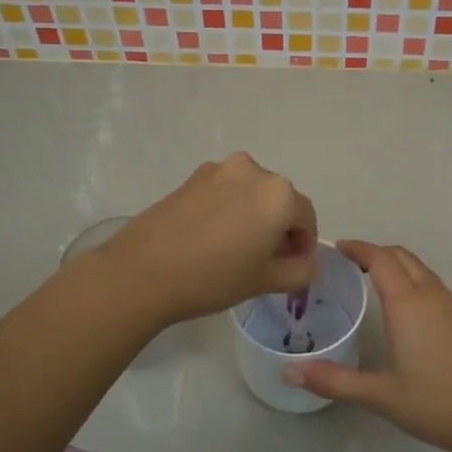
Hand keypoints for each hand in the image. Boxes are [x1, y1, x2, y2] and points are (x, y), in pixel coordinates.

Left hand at [101, 154, 318, 324]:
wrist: (143, 271)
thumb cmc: (213, 277)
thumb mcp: (265, 281)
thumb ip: (300, 270)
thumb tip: (308, 261)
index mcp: (279, 194)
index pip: (306, 217)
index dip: (304, 243)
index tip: (291, 265)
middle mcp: (253, 171)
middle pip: (279, 200)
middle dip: (279, 226)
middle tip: (264, 259)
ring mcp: (219, 170)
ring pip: (250, 193)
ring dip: (253, 215)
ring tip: (234, 248)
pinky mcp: (192, 177)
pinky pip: (224, 191)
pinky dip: (228, 209)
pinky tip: (210, 237)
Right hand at [288, 241, 451, 451]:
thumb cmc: (433, 402)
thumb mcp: (379, 395)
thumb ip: (334, 381)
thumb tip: (290, 372)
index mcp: (408, 304)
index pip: (381, 259)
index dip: (359, 248)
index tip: (339, 248)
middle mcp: (431, 295)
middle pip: (402, 257)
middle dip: (377, 252)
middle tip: (351, 262)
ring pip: (422, 270)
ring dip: (398, 265)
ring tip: (374, 280)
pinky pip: (434, 285)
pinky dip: (414, 281)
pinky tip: (406, 308)